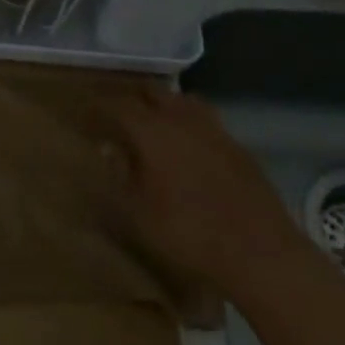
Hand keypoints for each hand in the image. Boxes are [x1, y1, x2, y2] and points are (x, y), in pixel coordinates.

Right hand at [104, 86, 305, 293]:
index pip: (117, 105)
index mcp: (152, 131)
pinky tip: (187, 146)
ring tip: (151, 121)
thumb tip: (108, 153)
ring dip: (163, 104)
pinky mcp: (237, 147)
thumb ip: (118, 178)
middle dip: (130, 97)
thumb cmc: (189, 234)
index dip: (98, 105)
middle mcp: (182, 119)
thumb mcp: (137, 214)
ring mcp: (214, 130)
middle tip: (115, 111)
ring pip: (182, 100)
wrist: (260, 253)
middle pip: (151, 92)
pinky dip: (189, 123)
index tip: (84, 110)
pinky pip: (206, 120)